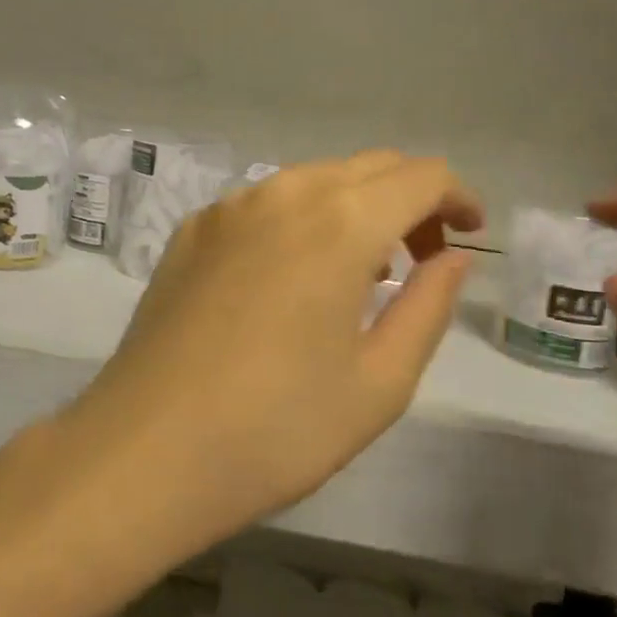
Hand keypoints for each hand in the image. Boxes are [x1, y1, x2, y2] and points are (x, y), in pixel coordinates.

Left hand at [58, 151, 480, 564]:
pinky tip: (292, 276)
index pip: (420, 175)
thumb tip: (452, 257)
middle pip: (367, 167)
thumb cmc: (277, 428)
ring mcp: (229, 206)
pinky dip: (300, 220)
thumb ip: (427, 307)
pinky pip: (264, 203)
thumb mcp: (378, 383)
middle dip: (410, 199)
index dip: (457, 197)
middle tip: (423, 257)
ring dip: (354, 207)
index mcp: (340, 222)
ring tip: (362, 271)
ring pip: (313, 180)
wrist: (146, 449)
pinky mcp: (192, 229)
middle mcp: (283, 192)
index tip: (470, 236)